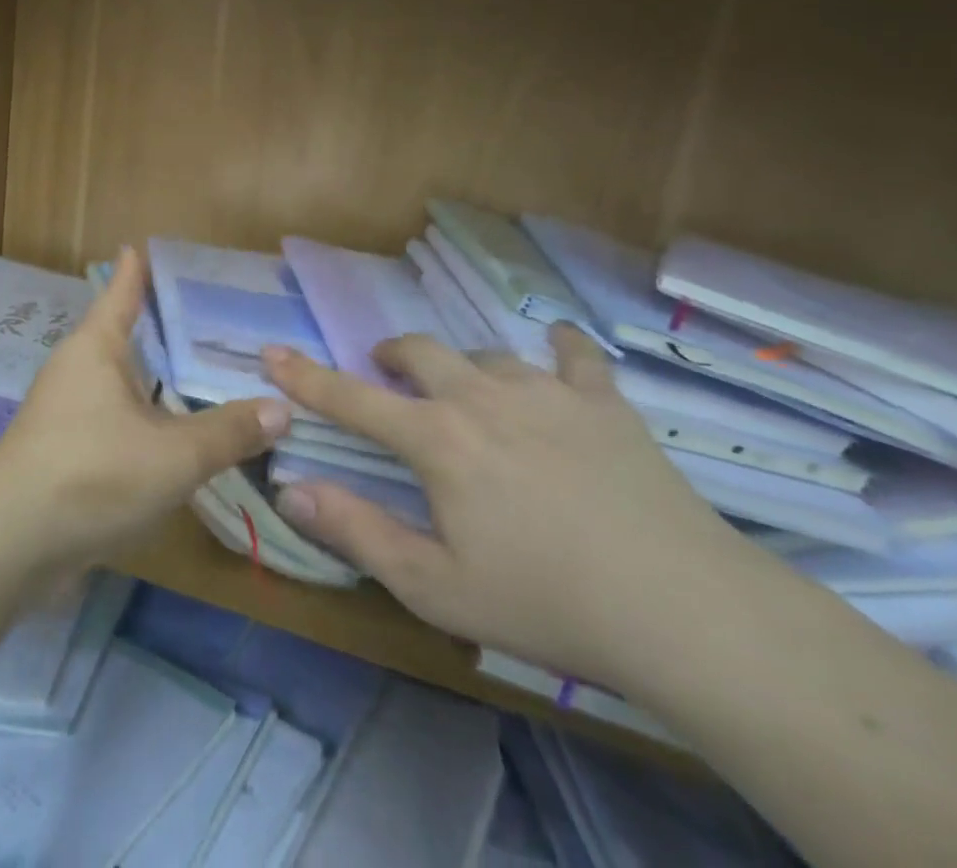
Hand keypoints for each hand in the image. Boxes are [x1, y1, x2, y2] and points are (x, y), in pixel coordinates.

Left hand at [0, 248, 291, 570]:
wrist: (10, 542)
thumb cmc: (92, 474)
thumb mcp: (174, 455)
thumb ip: (228, 432)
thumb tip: (283, 408)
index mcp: (97, 347)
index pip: (122, 292)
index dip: (137, 269)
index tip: (146, 245)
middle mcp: (77, 368)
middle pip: (122, 335)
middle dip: (159, 327)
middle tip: (208, 317)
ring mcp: (65, 410)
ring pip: (119, 381)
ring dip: (153, 377)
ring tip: (198, 372)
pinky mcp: (63, 449)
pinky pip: (113, 417)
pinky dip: (143, 416)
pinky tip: (170, 431)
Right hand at [264, 326, 741, 687]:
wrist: (684, 609)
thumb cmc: (545, 602)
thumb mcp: (433, 586)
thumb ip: (355, 530)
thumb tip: (289, 488)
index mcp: (436, 439)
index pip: (350, 397)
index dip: (305, 376)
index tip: (272, 350)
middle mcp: (481, 397)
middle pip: (419, 351)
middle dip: (392, 358)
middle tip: (389, 378)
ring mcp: (546, 392)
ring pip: (485, 353)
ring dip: (463, 366)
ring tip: (469, 392)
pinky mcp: (603, 402)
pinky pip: (575, 354)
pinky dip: (558, 348)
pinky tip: (557, 351)